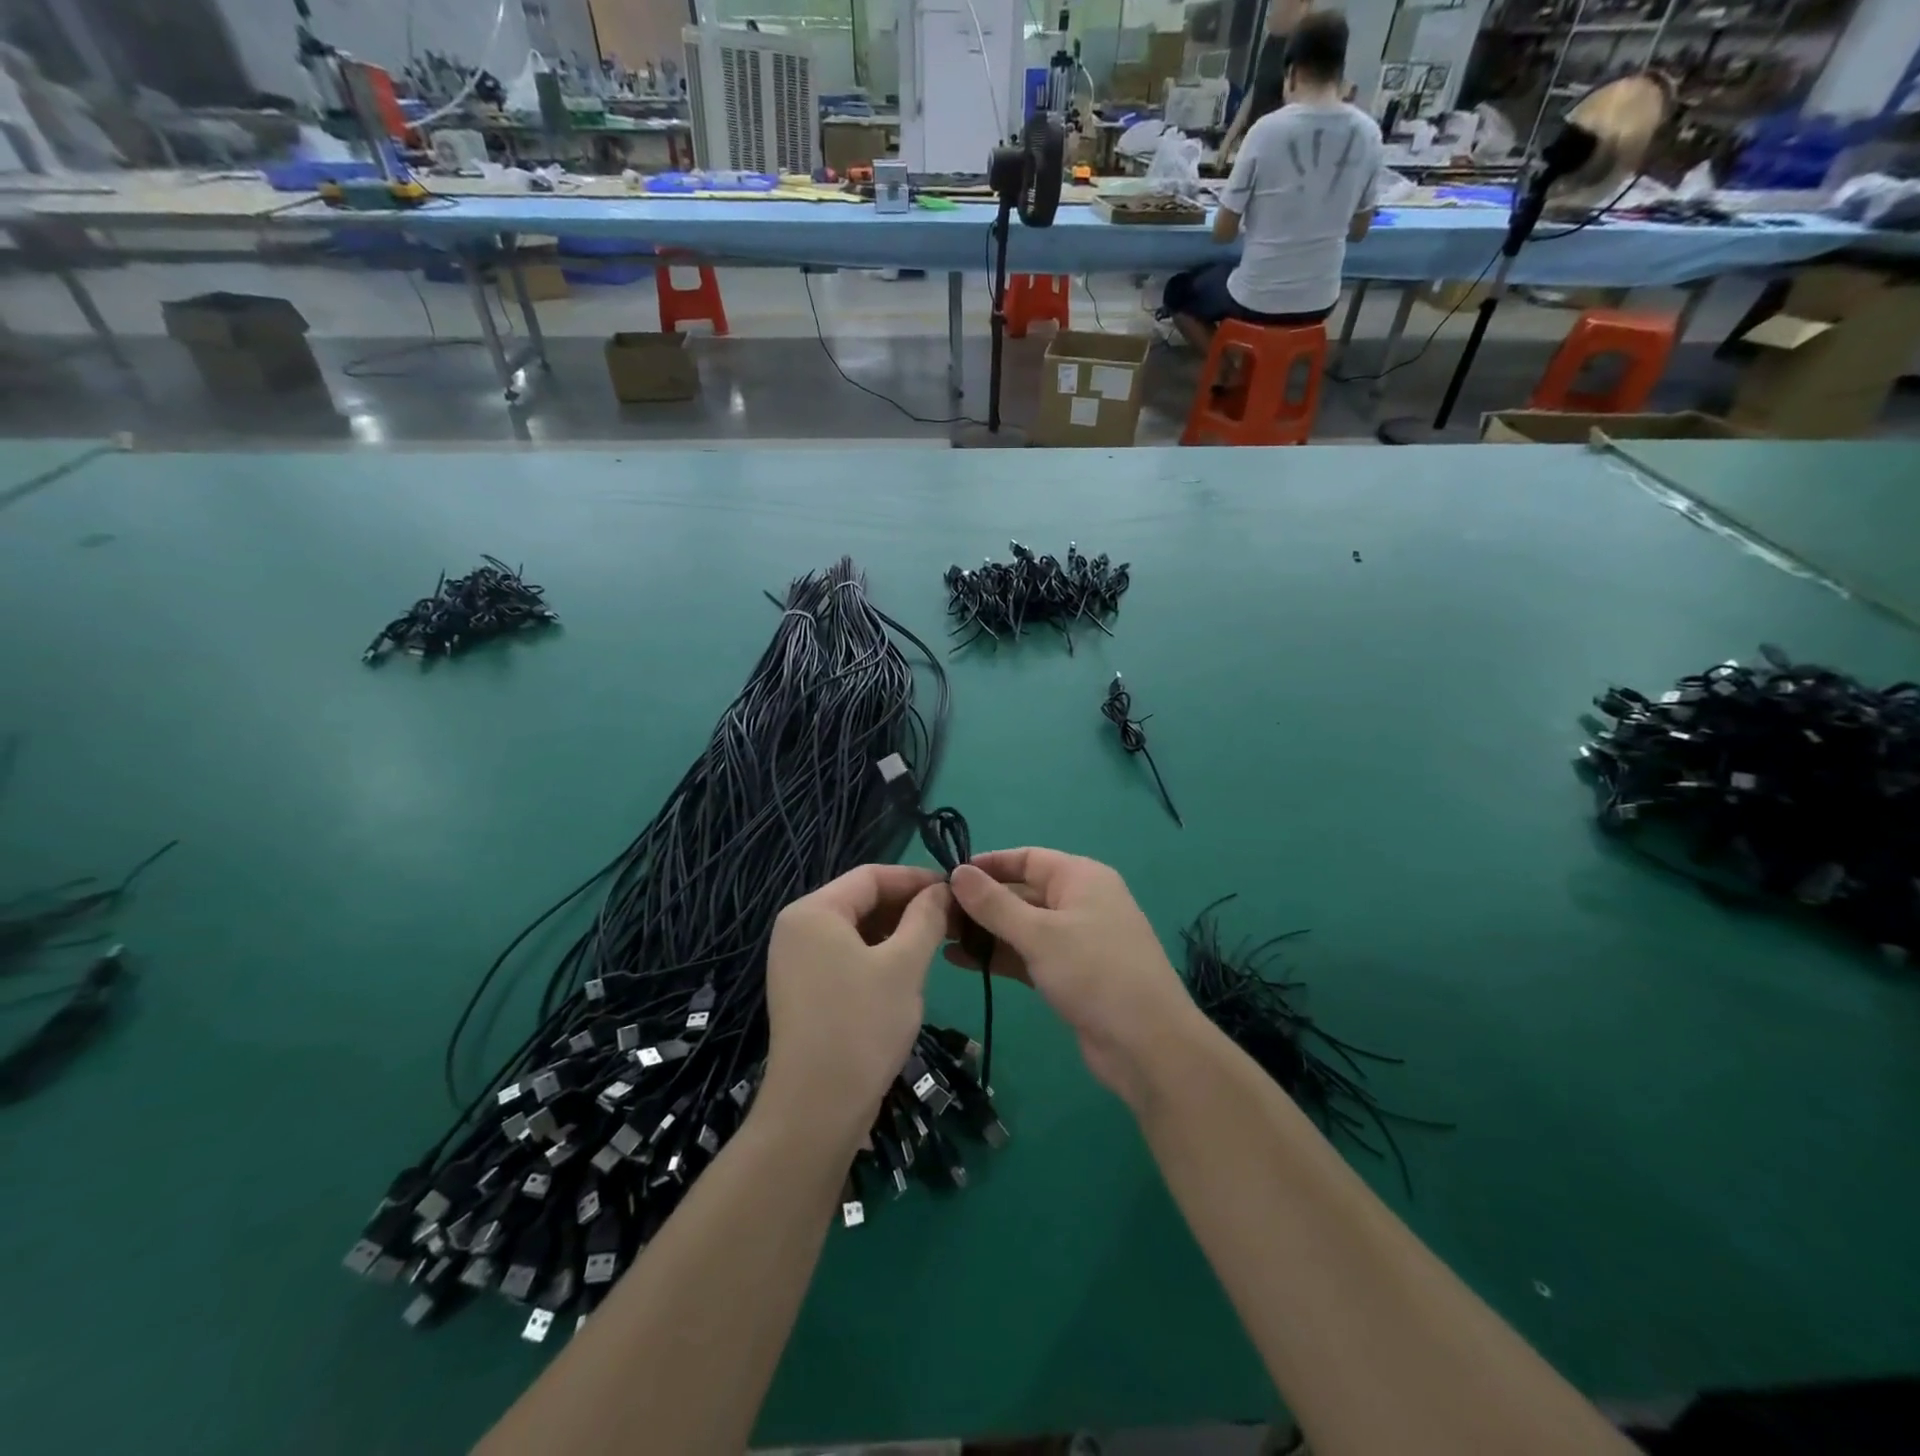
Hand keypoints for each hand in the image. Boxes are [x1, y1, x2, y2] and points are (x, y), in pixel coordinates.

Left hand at [765, 865, 950, 1141]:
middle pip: (861, 900)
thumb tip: (942, 890)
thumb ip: (926, 918)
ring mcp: (796, 961)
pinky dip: (877, 955)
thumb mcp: (904, 965)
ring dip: (896, 931)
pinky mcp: (803, 990)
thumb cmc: (862, 1025)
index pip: (871, 875)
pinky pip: (845, 955)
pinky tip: (907, 970)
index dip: (916, 878)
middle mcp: (797, 928)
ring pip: (855, 930)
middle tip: (952, 918)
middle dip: (907, 905)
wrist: (816, 1110)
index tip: (955, 889)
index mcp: (813, 911)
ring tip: (937, 941)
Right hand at [948, 849, 1199, 1110]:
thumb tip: (957, 872)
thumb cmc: (1094, 973)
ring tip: (938, 938)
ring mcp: (1075, 939)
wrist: (1147, 1045)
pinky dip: (999, 956)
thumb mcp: (1039, 934)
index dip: (988, 864)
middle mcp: (1079, 901)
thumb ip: (994, 904)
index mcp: (1080, 877)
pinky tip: (960, 961)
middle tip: (934, 914)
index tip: (947, 876)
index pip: (1026, 858)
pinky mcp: (1070, 973)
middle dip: (980, 902)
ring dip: (985, 931)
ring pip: (1022, 926)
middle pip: (1022, 892)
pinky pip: (1028, 954)